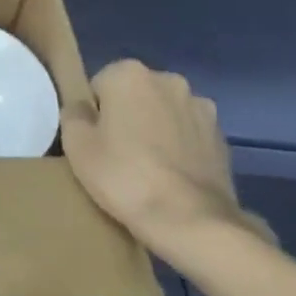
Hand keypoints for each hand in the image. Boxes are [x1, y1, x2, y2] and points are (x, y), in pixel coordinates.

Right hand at [63, 59, 269, 263]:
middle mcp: (168, 79)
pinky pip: (189, 135)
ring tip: (150, 170)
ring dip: (157, 130)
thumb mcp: (77, 145)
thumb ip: (73, 114)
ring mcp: (201, 107)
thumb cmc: (125, 176)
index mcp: (129, 73)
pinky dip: (181, 148)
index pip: (99, 87)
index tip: (98, 144)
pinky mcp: (222, 137)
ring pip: (164, 114)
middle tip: (120, 156)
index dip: (95, 116)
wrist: (192, 222)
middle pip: (135, 95)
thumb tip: (82, 108)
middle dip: (128, 117)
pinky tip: (174, 178)